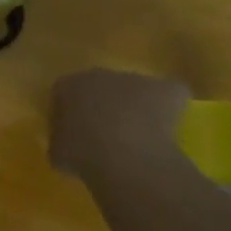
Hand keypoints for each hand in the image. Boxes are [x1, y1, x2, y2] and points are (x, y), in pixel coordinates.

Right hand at [49, 69, 191, 182]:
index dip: (75, 113)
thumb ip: (62, 141)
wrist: (122, 156)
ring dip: (139, 108)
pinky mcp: (166, 88)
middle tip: (110, 136)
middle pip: (104, 87)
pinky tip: (169, 133)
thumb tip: (69, 144)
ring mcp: (135, 78)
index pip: (68, 93)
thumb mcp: (58, 153)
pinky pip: (170, 95)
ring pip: (137, 91)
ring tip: (142, 140)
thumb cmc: (81, 154)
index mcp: (68, 85)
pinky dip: (171, 109)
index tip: (79, 135)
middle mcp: (100, 74)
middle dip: (108, 106)